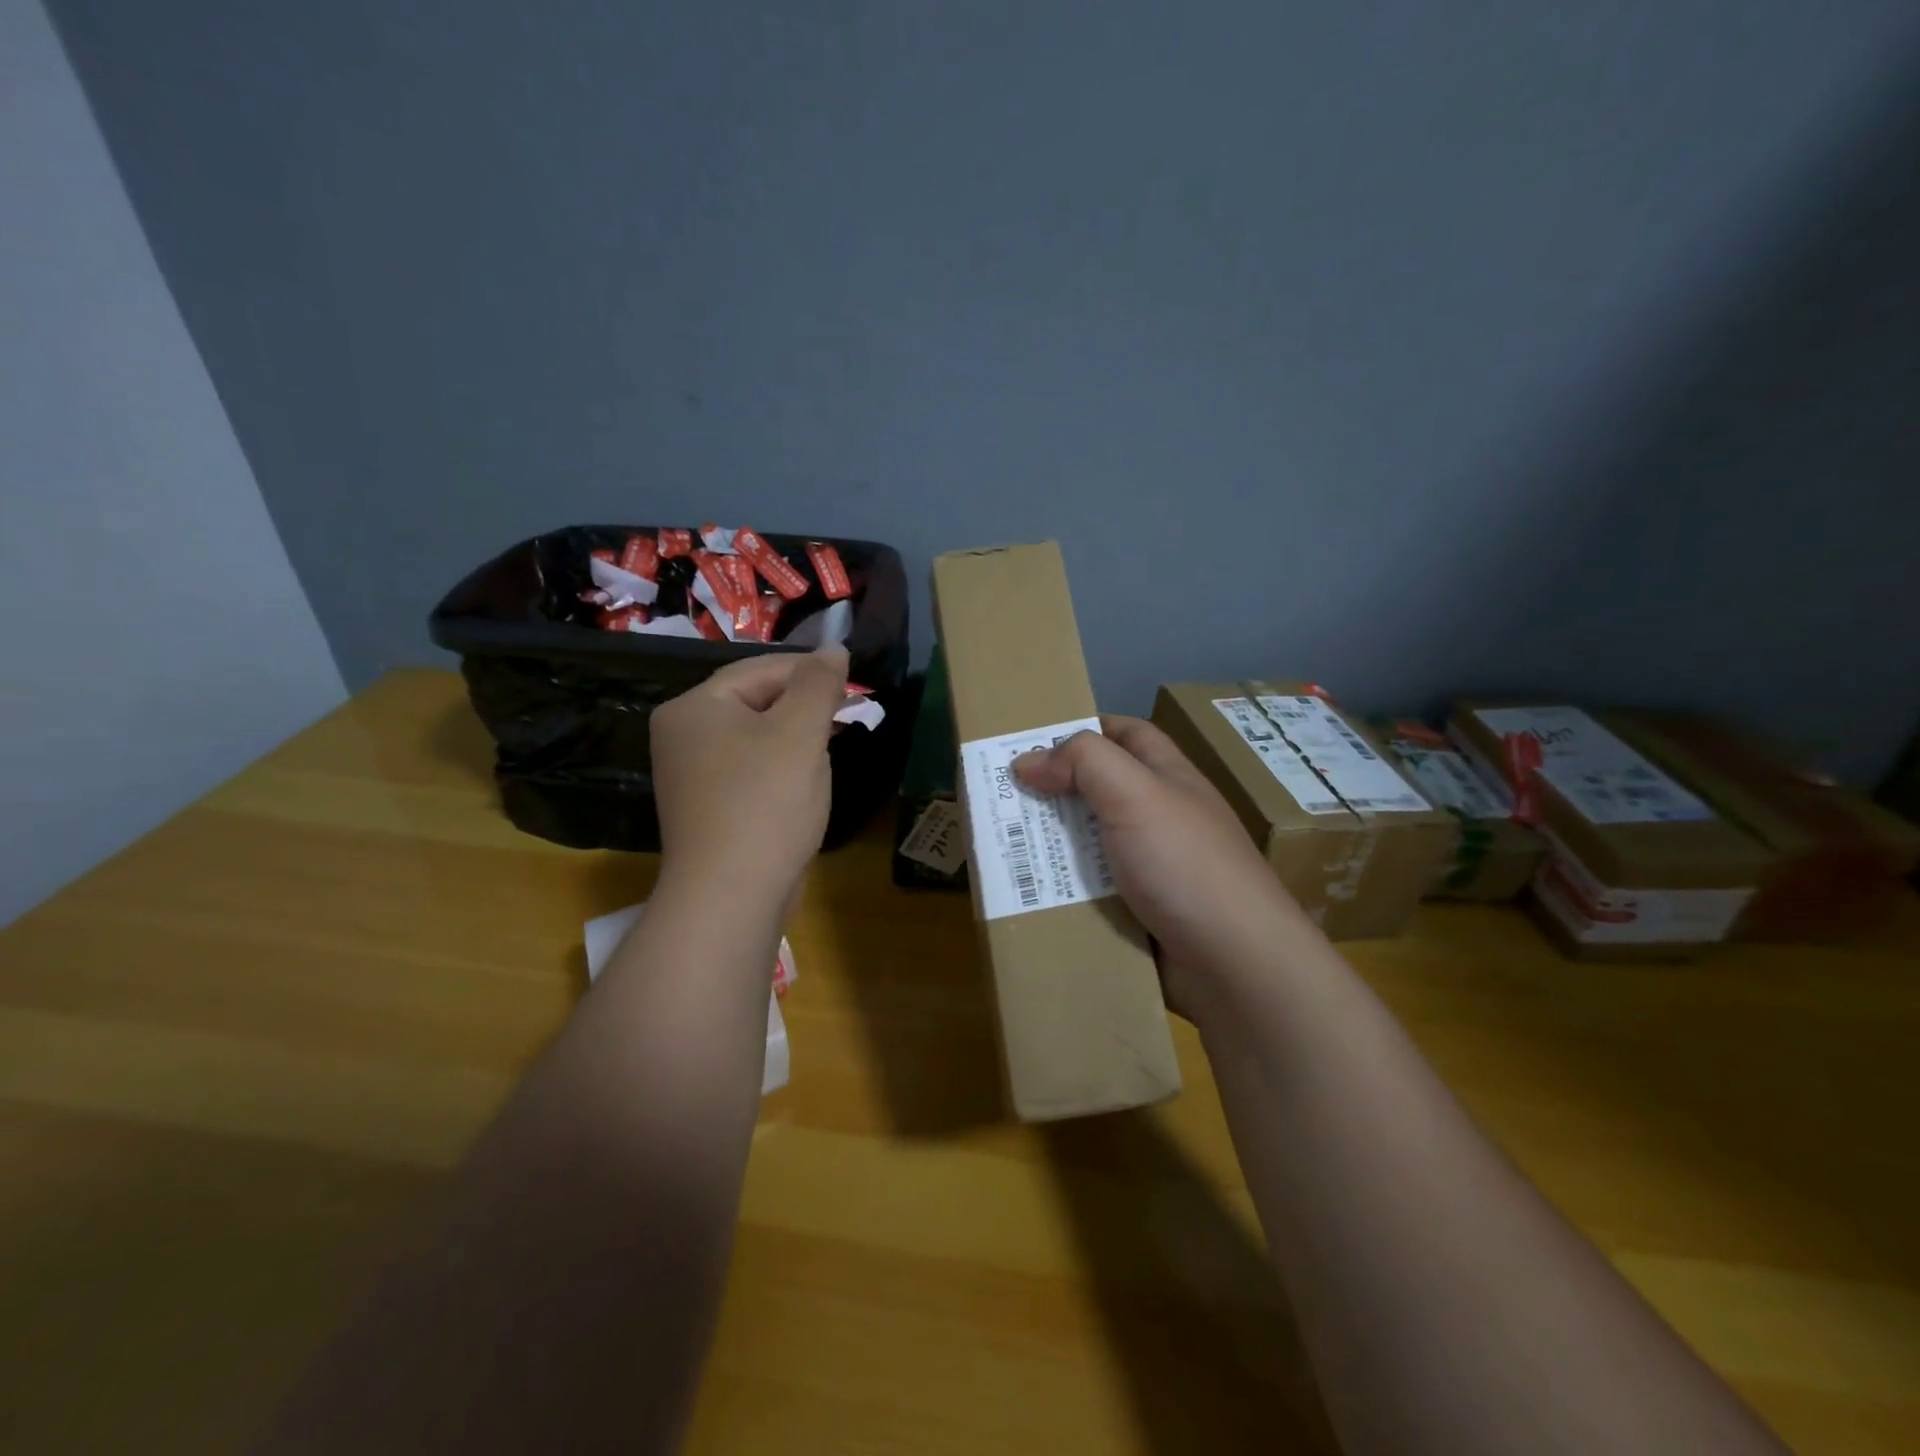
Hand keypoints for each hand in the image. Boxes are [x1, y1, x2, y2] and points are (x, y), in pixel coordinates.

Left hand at [649, 647, 848, 902]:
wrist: (731, 895)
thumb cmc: (766, 802)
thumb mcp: (800, 732)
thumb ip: (819, 684)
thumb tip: (834, 648)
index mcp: (695, 707)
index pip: (760, 669)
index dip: (811, 671)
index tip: (854, 681)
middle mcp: (683, 735)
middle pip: (756, 702)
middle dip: (805, 706)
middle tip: (848, 714)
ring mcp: (692, 775)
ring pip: (756, 737)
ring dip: (797, 737)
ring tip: (833, 745)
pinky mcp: (708, 807)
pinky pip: (751, 769)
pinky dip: (781, 767)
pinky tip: (806, 781)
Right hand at [1014, 715, 1308, 1014]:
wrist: (1236, 963)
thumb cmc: (1185, 863)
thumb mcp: (1135, 793)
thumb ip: (1083, 762)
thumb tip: (1027, 761)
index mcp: (1168, 779)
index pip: (1127, 734)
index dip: (1086, 728)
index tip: (1034, 739)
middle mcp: (1161, 818)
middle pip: (1100, 791)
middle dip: (1054, 791)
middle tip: (1002, 796)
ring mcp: (1152, 868)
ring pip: (1090, 845)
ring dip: (1052, 844)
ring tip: (1001, 846)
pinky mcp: (1141, 913)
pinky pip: (1093, 891)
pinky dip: (1063, 890)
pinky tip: (1030, 893)